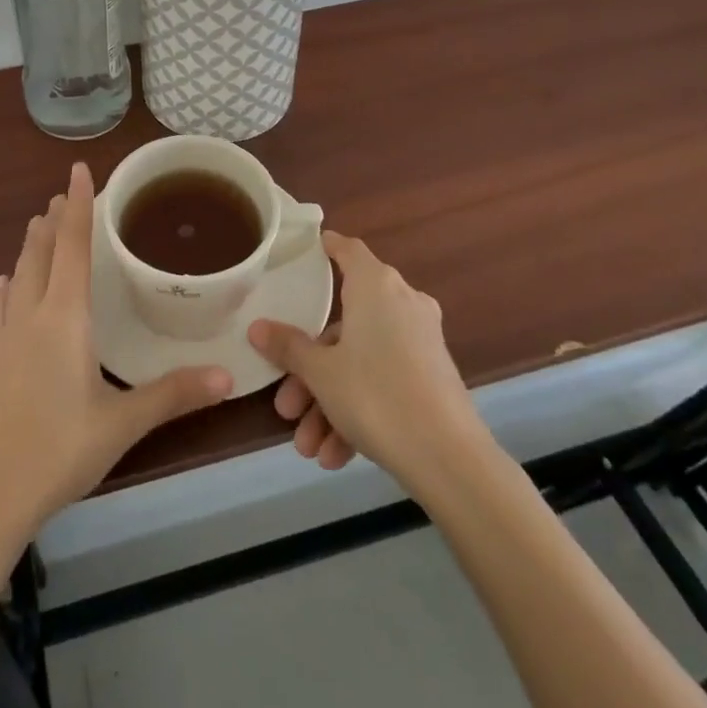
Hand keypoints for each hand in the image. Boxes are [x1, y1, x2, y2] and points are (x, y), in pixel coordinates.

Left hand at [0, 163, 233, 540]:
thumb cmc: (61, 450)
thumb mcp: (123, 423)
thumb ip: (174, 394)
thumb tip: (228, 376)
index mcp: (65, 317)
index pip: (72, 246)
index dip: (77, 206)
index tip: (77, 170)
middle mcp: (34, 314)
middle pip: (41, 252)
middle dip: (53, 219)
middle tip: (64, 193)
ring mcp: (9, 337)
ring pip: (20, 274)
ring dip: (31, 245)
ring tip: (39, 222)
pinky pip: (3, 307)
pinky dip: (8, 285)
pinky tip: (4, 280)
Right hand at [248, 232, 483, 492]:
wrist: (450, 459)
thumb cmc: (376, 395)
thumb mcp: (321, 372)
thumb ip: (288, 347)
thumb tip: (256, 327)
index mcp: (375, 286)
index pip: (347, 250)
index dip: (326, 248)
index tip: (305, 253)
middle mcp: (401, 303)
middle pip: (343, 325)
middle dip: (310, 370)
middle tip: (285, 404)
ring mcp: (420, 341)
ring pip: (361, 362)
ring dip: (330, 403)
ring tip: (309, 448)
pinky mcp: (432, 377)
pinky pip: (384, 383)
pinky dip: (359, 412)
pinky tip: (336, 456)